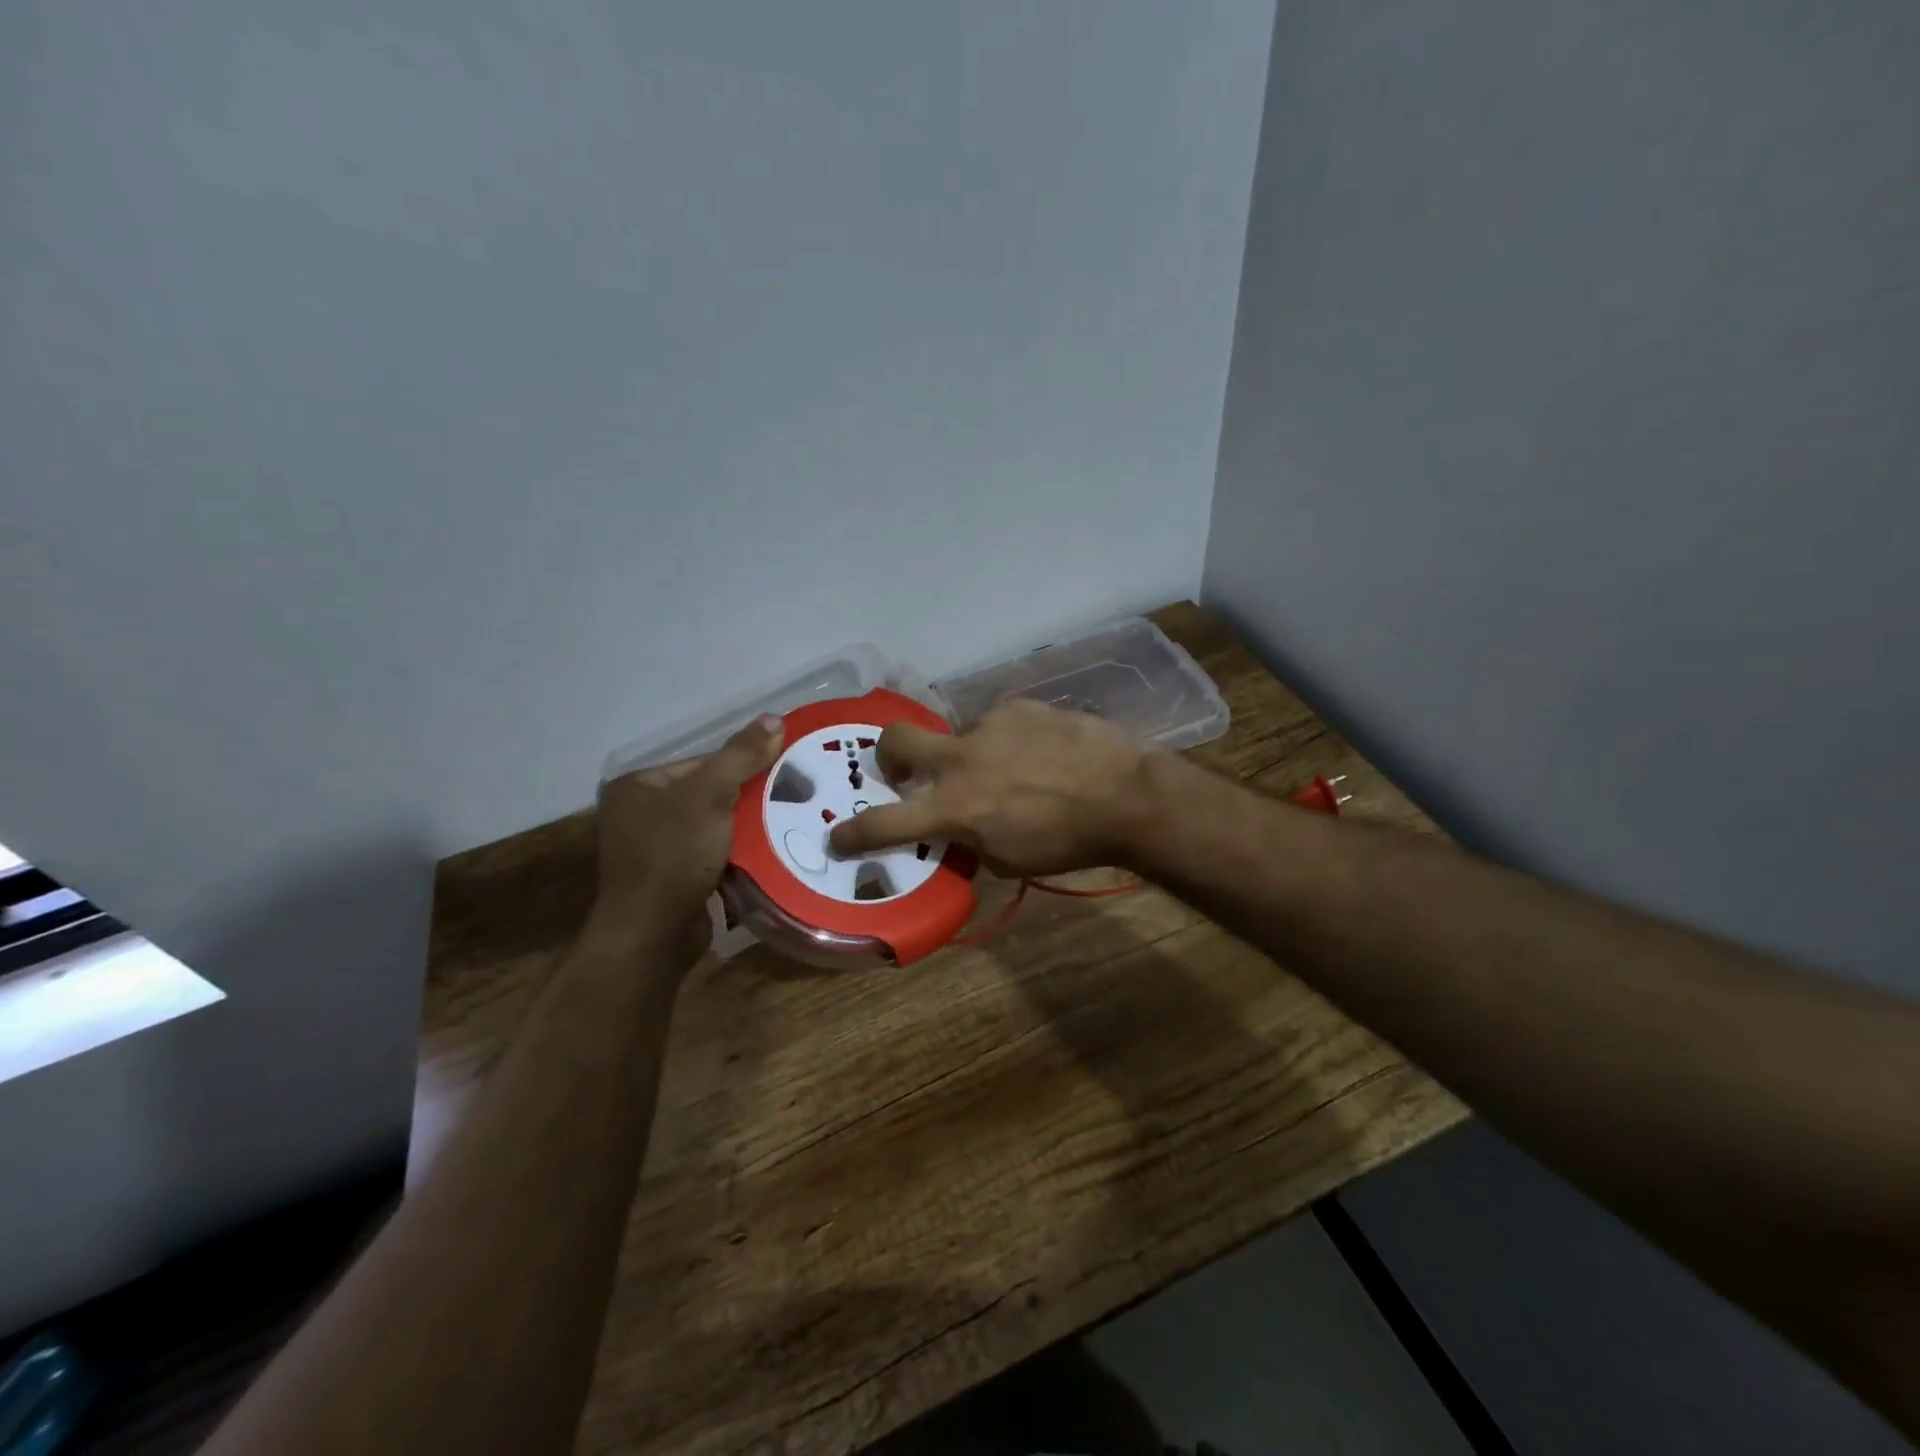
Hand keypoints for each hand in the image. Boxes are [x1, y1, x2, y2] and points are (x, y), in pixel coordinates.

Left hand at [591, 715, 784, 951]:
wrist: (654, 935)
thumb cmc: (673, 855)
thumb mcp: (710, 796)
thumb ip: (741, 756)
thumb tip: (775, 718)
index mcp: (638, 786)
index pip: (702, 762)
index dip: (744, 765)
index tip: (785, 770)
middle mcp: (641, 814)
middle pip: (710, 793)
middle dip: (749, 798)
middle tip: (794, 797)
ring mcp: (656, 850)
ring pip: (717, 827)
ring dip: (749, 829)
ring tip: (791, 822)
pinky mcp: (675, 880)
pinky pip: (715, 855)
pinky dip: (740, 854)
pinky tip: (771, 852)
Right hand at [826, 699, 1150, 875]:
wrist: (1126, 795)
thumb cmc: (1068, 841)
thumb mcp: (1009, 859)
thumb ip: (970, 841)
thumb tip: (958, 828)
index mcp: (955, 807)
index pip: (886, 823)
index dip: (854, 833)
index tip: (837, 836)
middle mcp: (961, 759)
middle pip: (896, 740)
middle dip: (888, 755)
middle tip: (903, 770)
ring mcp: (989, 725)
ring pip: (959, 734)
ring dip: (970, 754)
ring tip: (1012, 769)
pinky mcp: (1019, 706)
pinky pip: (998, 723)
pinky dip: (1007, 740)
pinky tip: (1039, 752)